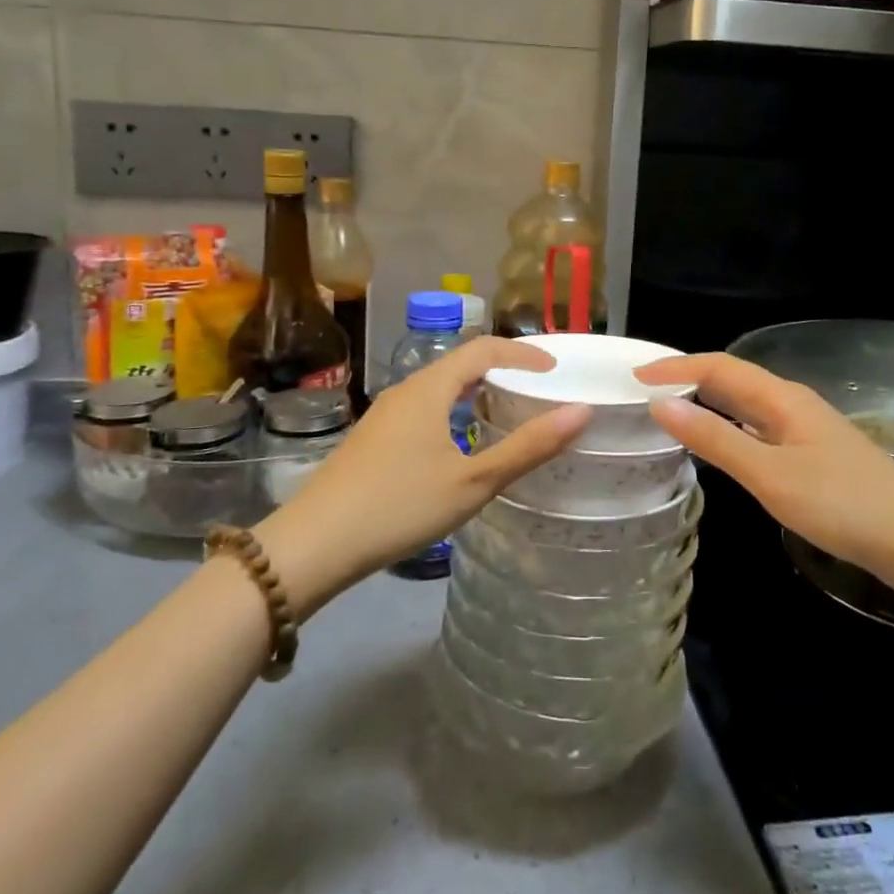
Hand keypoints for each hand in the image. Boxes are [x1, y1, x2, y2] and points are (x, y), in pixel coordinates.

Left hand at [256, 337, 588, 615]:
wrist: (312, 545)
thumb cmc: (399, 506)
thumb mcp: (473, 481)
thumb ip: (528, 446)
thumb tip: (581, 411)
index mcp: (429, 388)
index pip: (484, 348)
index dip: (523, 352)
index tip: (555, 368)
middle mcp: (406, 390)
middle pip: (460, 363)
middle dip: (502, 368)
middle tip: (537, 388)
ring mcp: (384, 415)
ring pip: (440, 387)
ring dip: (476, 391)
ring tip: (506, 412)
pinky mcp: (373, 439)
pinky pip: (424, 408)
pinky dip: (454, 411)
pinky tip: (460, 444)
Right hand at [636, 353, 893, 607]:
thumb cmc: (843, 504)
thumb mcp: (770, 474)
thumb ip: (715, 439)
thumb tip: (660, 405)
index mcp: (781, 398)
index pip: (717, 367)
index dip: (674, 368)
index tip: (633, 378)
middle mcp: (792, 405)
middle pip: (732, 380)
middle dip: (687, 379)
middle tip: (644, 392)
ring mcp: (805, 431)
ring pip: (746, 406)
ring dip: (707, 403)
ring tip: (669, 413)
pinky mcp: (814, 457)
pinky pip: (758, 430)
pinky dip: (729, 430)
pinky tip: (719, 447)